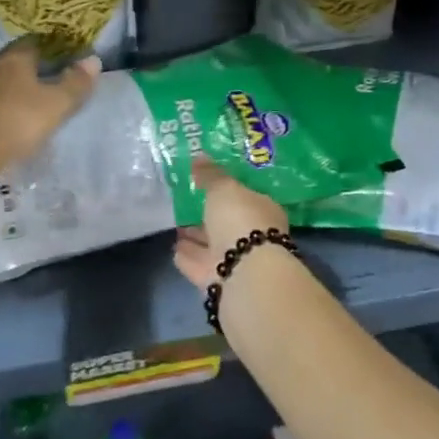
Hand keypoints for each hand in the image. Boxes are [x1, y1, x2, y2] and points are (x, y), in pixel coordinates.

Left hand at [0, 37, 99, 173]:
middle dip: (32, 66)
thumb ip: (76, 82)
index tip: (65, 56)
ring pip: (0, 80)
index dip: (51, 46)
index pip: (34, 41)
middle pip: (14, 59)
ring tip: (32, 99)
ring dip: (14, 86)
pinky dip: (1, 105)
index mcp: (14, 58)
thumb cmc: (18, 121)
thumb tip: (93, 60)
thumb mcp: (57, 104)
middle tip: (51, 77)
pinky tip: (10, 119)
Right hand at [174, 156, 290, 290]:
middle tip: (188, 203)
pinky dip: (188, 256)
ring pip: (213, 245)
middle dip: (209, 216)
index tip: (208, 184)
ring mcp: (237, 261)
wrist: (244, 275)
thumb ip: (211, 174)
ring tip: (177, 224)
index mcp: (263, 211)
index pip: (245, 197)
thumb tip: (199, 156)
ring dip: (196, 237)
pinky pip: (199, 263)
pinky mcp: (219, 281)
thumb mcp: (224, 188)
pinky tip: (174, 247)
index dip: (228, 191)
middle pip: (228, 223)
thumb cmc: (241, 220)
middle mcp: (254, 237)